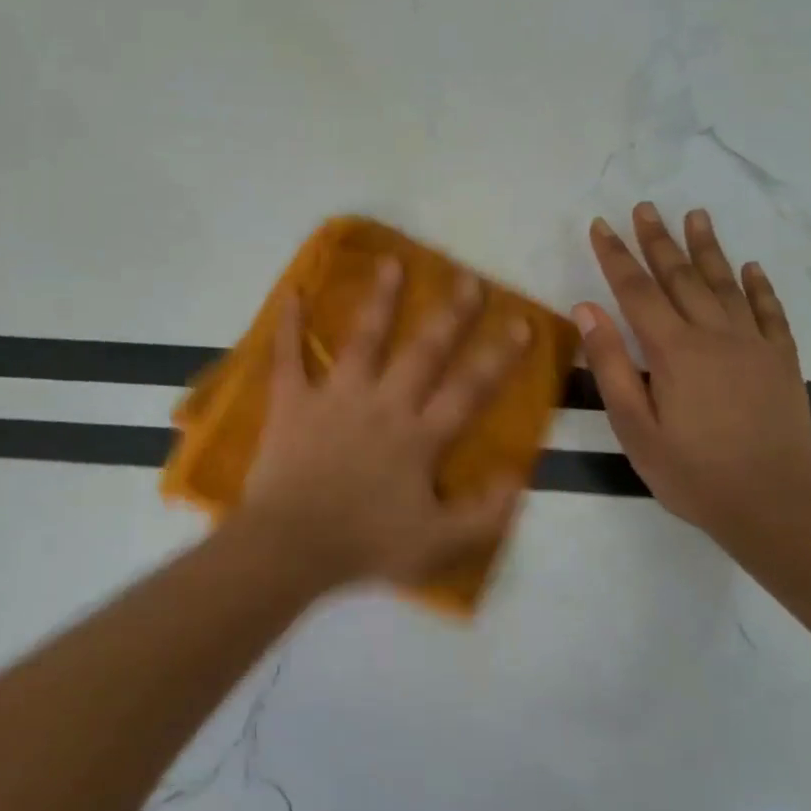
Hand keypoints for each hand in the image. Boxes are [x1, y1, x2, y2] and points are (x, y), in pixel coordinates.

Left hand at [241, 258, 530, 589]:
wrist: (291, 548)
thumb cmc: (365, 545)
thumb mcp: (439, 544)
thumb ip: (486, 513)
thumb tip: (519, 475)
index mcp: (419, 437)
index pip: (468, 390)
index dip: (499, 357)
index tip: (521, 322)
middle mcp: (384, 404)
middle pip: (423, 352)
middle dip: (450, 315)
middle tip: (468, 279)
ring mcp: (336, 398)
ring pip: (363, 340)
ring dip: (379, 301)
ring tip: (392, 262)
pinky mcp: (293, 403)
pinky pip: (289, 358)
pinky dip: (289, 326)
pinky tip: (292, 293)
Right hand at [576, 204, 810, 551]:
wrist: (773, 505)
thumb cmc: (691, 472)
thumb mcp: (634, 427)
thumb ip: (610, 365)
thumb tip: (587, 309)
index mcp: (673, 350)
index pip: (636, 290)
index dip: (615, 256)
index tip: (601, 226)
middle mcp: (714, 334)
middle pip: (680, 276)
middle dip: (658, 240)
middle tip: (644, 208)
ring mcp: (754, 344)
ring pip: (725, 283)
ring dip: (708, 248)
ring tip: (695, 215)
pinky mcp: (782, 360)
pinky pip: (769, 311)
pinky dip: (758, 286)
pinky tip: (750, 267)